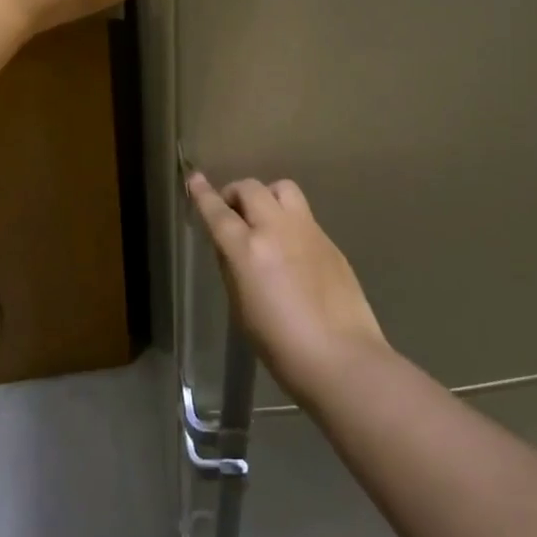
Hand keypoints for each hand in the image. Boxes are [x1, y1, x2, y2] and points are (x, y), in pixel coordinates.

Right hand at [187, 173, 388, 402]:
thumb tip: (231, 246)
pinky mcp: (329, 240)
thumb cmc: (281, 346)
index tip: (194, 179)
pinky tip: (292, 248)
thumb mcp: (241, 309)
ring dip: (266, 196)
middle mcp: (276, 229)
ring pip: (282, 189)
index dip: (203, 194)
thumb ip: (233, 269)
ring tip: (264, 219)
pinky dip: (289, 219)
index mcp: (248, 250)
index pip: (218, 211)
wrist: (342, 357)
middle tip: (232, 212)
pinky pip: (303, 214)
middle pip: (250, 188)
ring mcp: (307, 230)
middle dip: (235, 194)